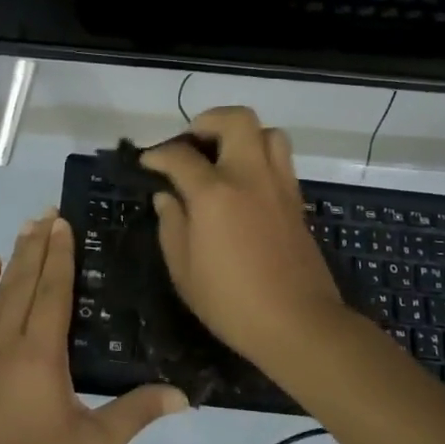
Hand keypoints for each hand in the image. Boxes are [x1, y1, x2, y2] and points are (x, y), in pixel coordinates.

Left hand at [0, 211, 188, 443]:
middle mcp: (7, 339)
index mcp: (42, 353)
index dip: (60, 254)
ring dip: (15, 257)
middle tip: (48, 212)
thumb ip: (136, 414)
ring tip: (26, 228)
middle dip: (39, 244)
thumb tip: (184, 394)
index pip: (53, 289)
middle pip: (26, 280)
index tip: (63, 222)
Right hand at [141, 107, 350, 366]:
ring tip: (223, 157)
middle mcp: (249, 176)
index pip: (180, 155)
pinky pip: (280, 160)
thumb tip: (167, 197)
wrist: (298, 323)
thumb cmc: (231, 302)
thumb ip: (172, 225)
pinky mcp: (296, 201)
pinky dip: (259, 157)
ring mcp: (278, 185)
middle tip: (192, 143)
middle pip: (236, 120)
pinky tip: (244, 185)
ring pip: (267, 132)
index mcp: (214, 192)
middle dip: (208, 121)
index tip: (147, 163)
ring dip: (242, 135)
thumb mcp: (184, 270)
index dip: (157, 154)